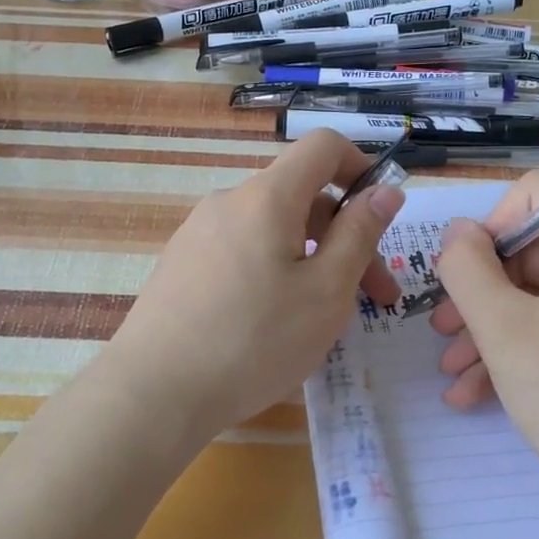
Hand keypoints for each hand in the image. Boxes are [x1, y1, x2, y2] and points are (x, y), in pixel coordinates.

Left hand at [107, 131, 402, 437]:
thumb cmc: (254, 341)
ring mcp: (199, 233)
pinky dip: (275, 271)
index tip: (382, 213)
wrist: (153, 392)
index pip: (322, 146)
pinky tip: (275, 323)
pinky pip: (243, 251)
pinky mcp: (182, 265)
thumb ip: (359, 235)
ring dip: (312, 259)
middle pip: (301, 197)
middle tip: (375, 298)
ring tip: (327, 318)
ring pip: (273, 230)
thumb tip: (385, 191)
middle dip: (345, 237)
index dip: (360, 165)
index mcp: (267, 197)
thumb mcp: (326, 292)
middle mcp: (229, 202)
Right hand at [429, 173, 538, 503]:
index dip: (491, 224)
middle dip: (480, 290)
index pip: (538, 194)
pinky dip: (521, 349)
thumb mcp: (502, 328)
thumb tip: (457, 232)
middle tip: (442, 328)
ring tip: (453, 369)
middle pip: (534, 251)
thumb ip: (467, 267)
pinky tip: (477, 392)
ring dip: (490, 326)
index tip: (463, 272)